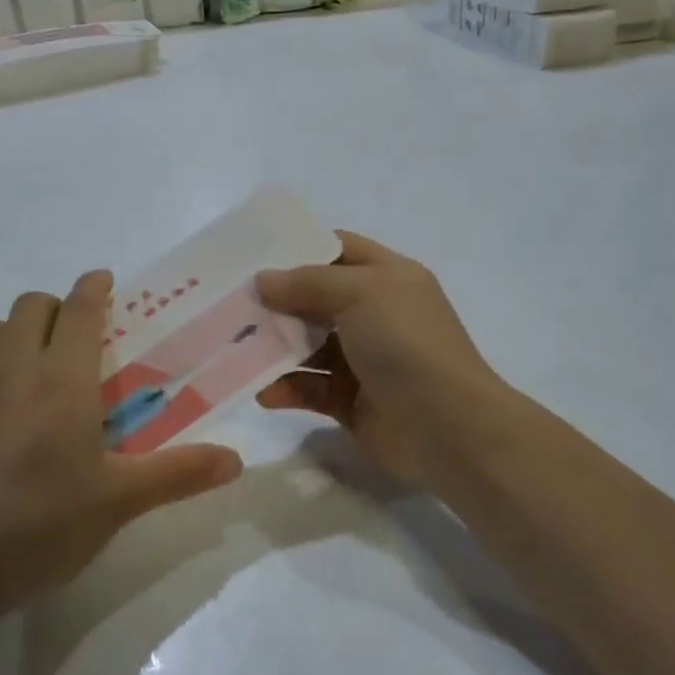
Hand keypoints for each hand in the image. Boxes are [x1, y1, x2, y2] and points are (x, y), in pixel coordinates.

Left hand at [0, 271, 243, 626]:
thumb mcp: (119, 503)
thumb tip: (237, 459)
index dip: (93, 289)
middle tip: (73, 336)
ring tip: (27, 362)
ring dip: (10, 334)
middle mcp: (11, 371)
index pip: (79, 311)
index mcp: (63, 382)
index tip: (105, 282)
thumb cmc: (38, 528)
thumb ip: (179, 473)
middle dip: (53, 308)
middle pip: (28, 308)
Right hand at [255, 233, 513, 488]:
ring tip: (232, 348)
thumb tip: (263, 280)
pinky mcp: (350, 400)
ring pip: (307, 345)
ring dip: (273, 347)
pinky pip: (309, 387)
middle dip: (275, 301)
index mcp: (387, 277)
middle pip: (314, 299)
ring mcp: (363, 359)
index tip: (251, 254)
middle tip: (227, 303)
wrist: (447, 427)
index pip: (338, 250)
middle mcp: (374, 314)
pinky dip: (286, 388)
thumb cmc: (406, 343)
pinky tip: (263, 392)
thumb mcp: (361, 293)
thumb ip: (307, 283)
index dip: (298, 248)